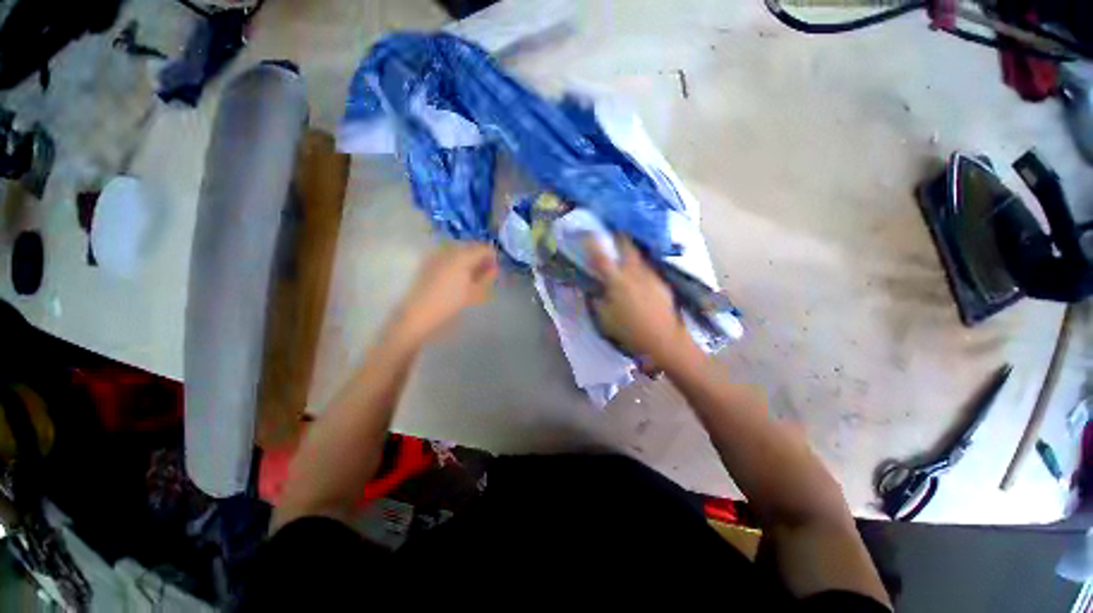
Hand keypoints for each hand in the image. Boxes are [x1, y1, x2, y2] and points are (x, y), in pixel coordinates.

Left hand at [392, 243, 497, 344]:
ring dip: (468, 260)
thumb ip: (486, 278)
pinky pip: (448, 257)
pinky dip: (457, 263)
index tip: (496, 267)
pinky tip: (459, 276)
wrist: (418, 314)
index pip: (483, 248)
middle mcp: (449, 251)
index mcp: (462, 256)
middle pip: (470, 247)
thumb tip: (494, 268)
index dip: (492, 256)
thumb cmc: (450, 304)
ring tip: (473, 275)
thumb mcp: (474, 292)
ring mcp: (437, 256)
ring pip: (459, 251)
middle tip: (487, 272)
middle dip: (480, 257)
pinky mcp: (428, 263)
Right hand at [586, 237, 692, 364]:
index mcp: (617, 281)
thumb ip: (597, 300)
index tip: (587, 234)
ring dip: (631, 251)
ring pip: (639, 256)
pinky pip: (648, 268)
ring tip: (626, 252)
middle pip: (626, 246)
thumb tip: (594, 288)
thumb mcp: (605, 318)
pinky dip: (641, 266)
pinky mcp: (662, 283)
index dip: (592, 243)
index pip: (601, 257)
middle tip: (613, 234)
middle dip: (618, 237)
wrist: (664, 339)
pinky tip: (639, 275)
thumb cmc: (630, 331)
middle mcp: (635, 273)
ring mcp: (651, 276)